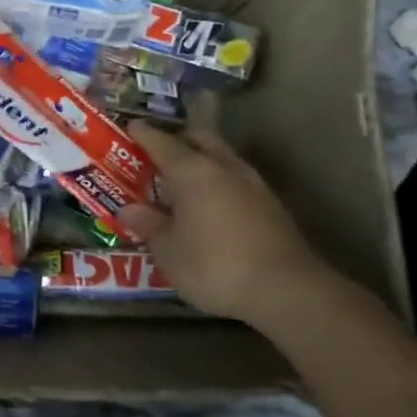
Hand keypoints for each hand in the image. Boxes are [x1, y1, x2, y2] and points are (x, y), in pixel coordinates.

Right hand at [118, 120, 333, 322]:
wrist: (286, 290)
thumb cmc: (215, 266)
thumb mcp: (168, 251)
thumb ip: (149, 225)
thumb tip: (129, 210)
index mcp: (192, 171)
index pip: (162, 142)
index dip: (143, 134)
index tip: (131, 126)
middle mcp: (224, 167)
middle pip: (199, 139)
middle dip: (178, 140)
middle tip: (157, 154)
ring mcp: (253, 184)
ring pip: (222, 158)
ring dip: (202, 161)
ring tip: (182, 181)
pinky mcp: (272, 205)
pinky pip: (236, 180)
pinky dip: (219, 182)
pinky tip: (210, 205)